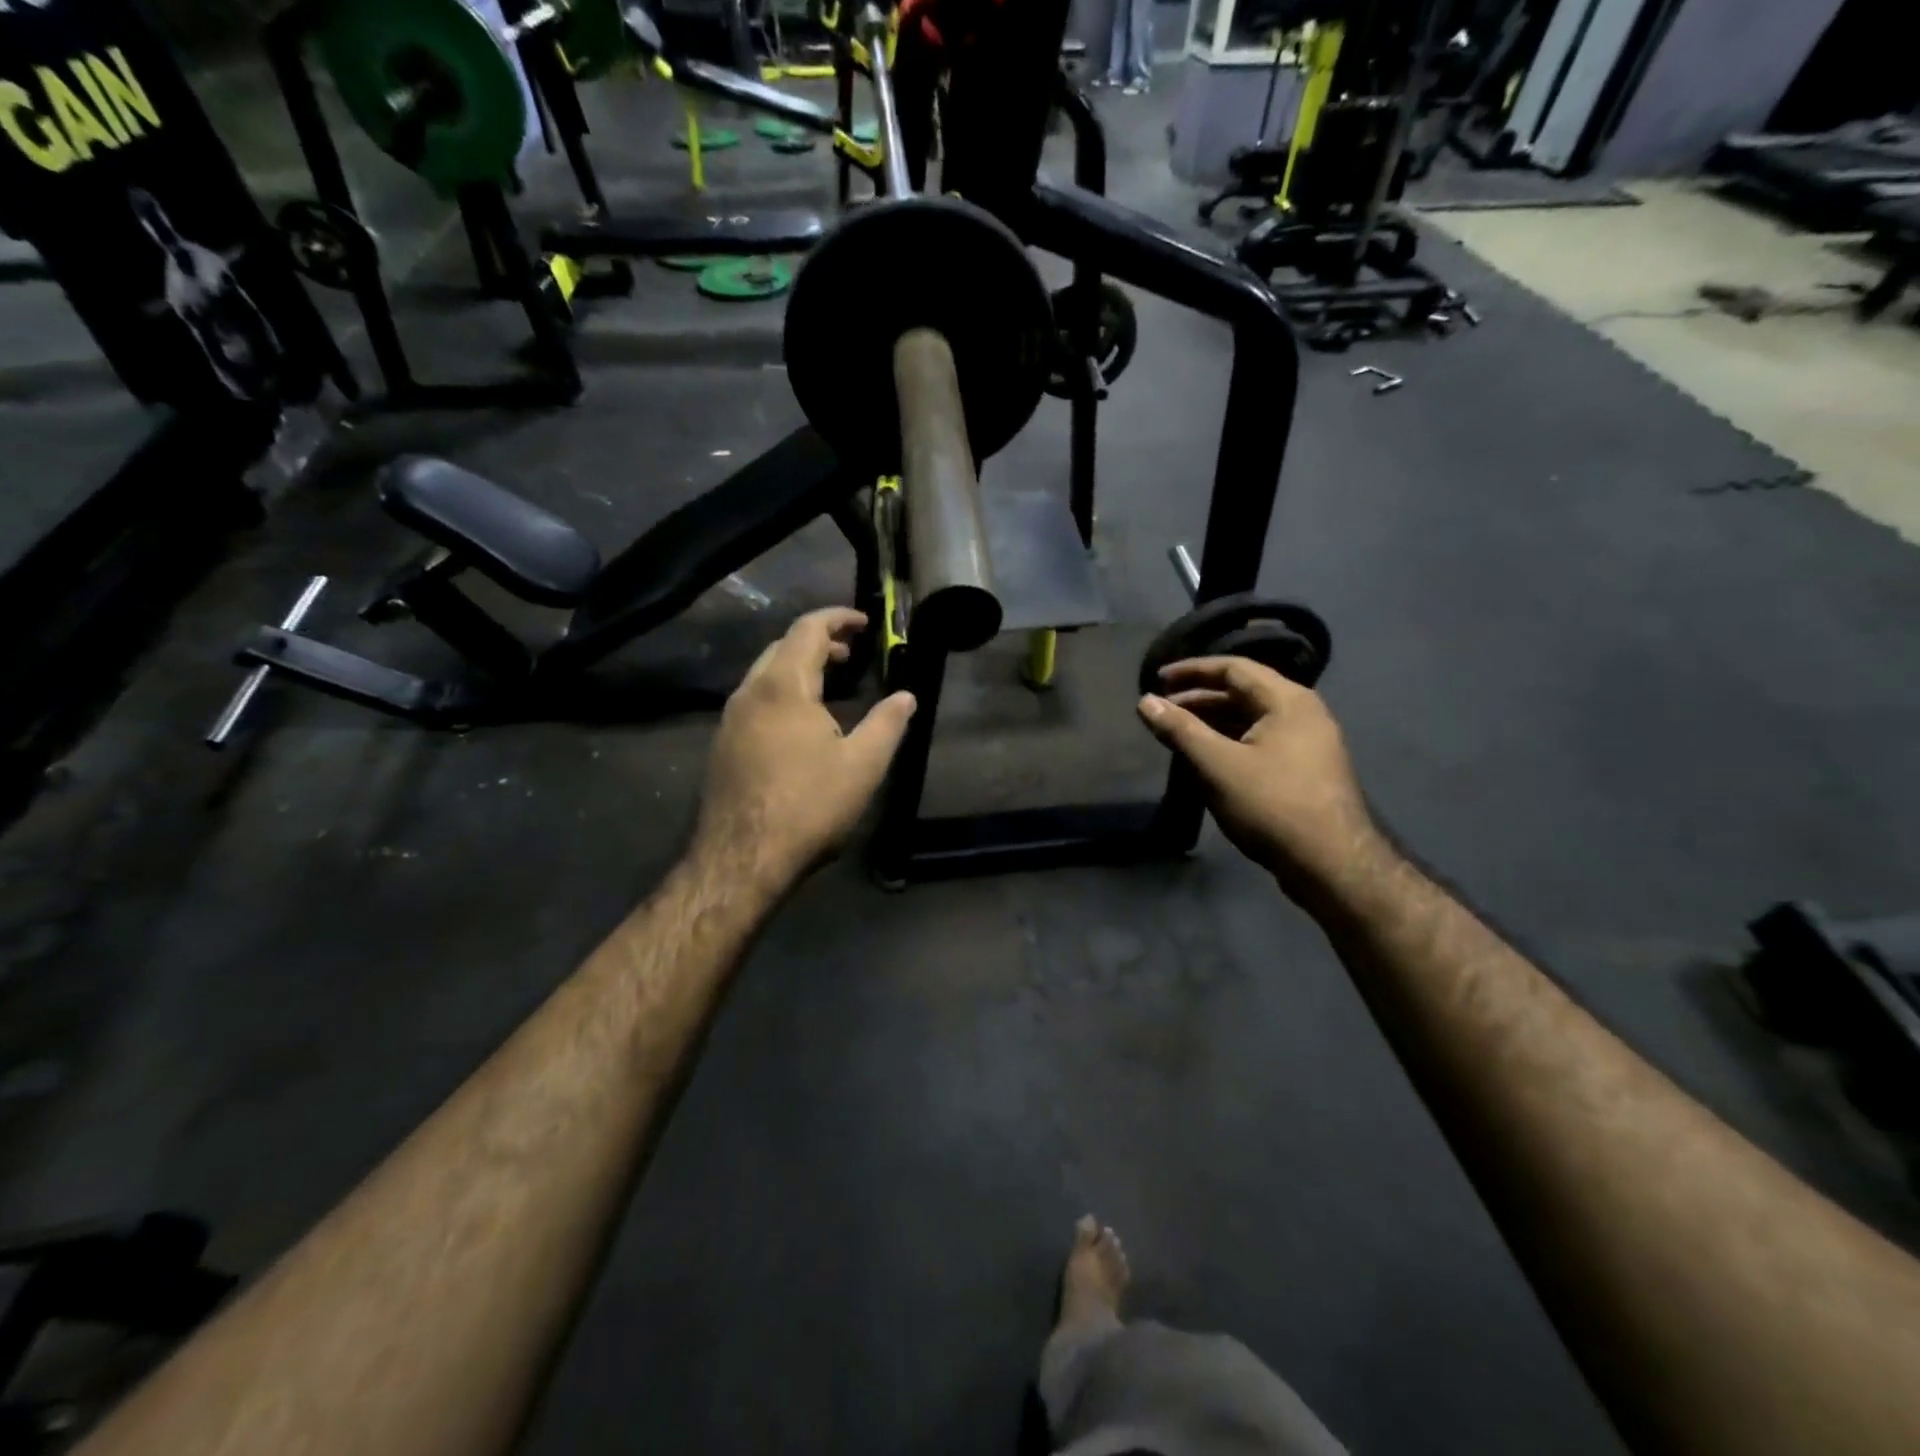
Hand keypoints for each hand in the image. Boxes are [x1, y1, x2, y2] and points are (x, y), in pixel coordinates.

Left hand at [692, 608, 915, 890]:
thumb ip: (888, 724)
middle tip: (850, 654)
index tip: (864, 622)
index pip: (808, 629)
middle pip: (781, 647)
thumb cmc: (808, 806)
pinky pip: (754, 701)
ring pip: (764, 675)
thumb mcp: (863, 765)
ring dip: (797, 668)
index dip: (837, 619)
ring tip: (829, 684)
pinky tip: (800, 723)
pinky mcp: (722, 746)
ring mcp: (729, 720)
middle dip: (818, 642)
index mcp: (783, 687)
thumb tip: (907, 696)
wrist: (742, 859)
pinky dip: (782, 693)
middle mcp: (749, 693)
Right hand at [1138, 657, 1380, 898]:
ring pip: (1251, 720)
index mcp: (1287, 700)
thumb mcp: (1217, 765)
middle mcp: (1302, 713)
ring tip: (1177, 735)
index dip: (1192, 670)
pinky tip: (1206, 760)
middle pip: (1243, 692)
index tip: (1157, 679)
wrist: (1332, 864)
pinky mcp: (1305, 770)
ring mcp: (1307, 743)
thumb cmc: (1272, 805)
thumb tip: (1145, 701)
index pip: (1234, 668)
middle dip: (1198, 698)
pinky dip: (1229, 742)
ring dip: (1212, 723)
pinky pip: (1260, 741)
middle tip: (1161, 710)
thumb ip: (1180, 730)